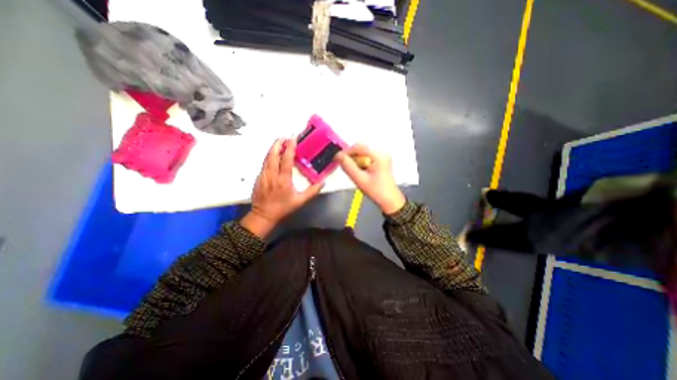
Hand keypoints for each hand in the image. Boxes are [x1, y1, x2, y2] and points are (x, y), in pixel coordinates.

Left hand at [240, 137, 325, 237]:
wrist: (263, 215)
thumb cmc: (283, 208)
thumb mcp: (300, 201)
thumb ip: (312, 191)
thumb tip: (323, 182)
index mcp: (283, 179)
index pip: (286, 159)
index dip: (289, 148)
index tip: (292, 138)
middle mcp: (272, 175)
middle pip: (273, 154)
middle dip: (278, 143)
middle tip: (284, 136)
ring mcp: (263, 175)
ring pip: (267, 157)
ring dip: (273, 148)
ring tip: (279, 141)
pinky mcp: (259, 177)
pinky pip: (264, 163)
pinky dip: (269, 156)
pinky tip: (273, 154)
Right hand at [335, 142, 402, 213]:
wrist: (390, 201)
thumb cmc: (376, 191)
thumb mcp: (360, 179)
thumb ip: (348, 166)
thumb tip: (338, 156)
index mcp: (379, 156)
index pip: (359, 147)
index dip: (346, 152)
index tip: (337, 159)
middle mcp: (382, 153)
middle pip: (361, 148)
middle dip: (351, 156)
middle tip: (344, 166)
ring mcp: (383, 157)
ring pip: (363, 153)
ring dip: (355, 160)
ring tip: (352, 171)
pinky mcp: (381, 162)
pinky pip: (367, 158)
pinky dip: (361, 162)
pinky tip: (359, 171)